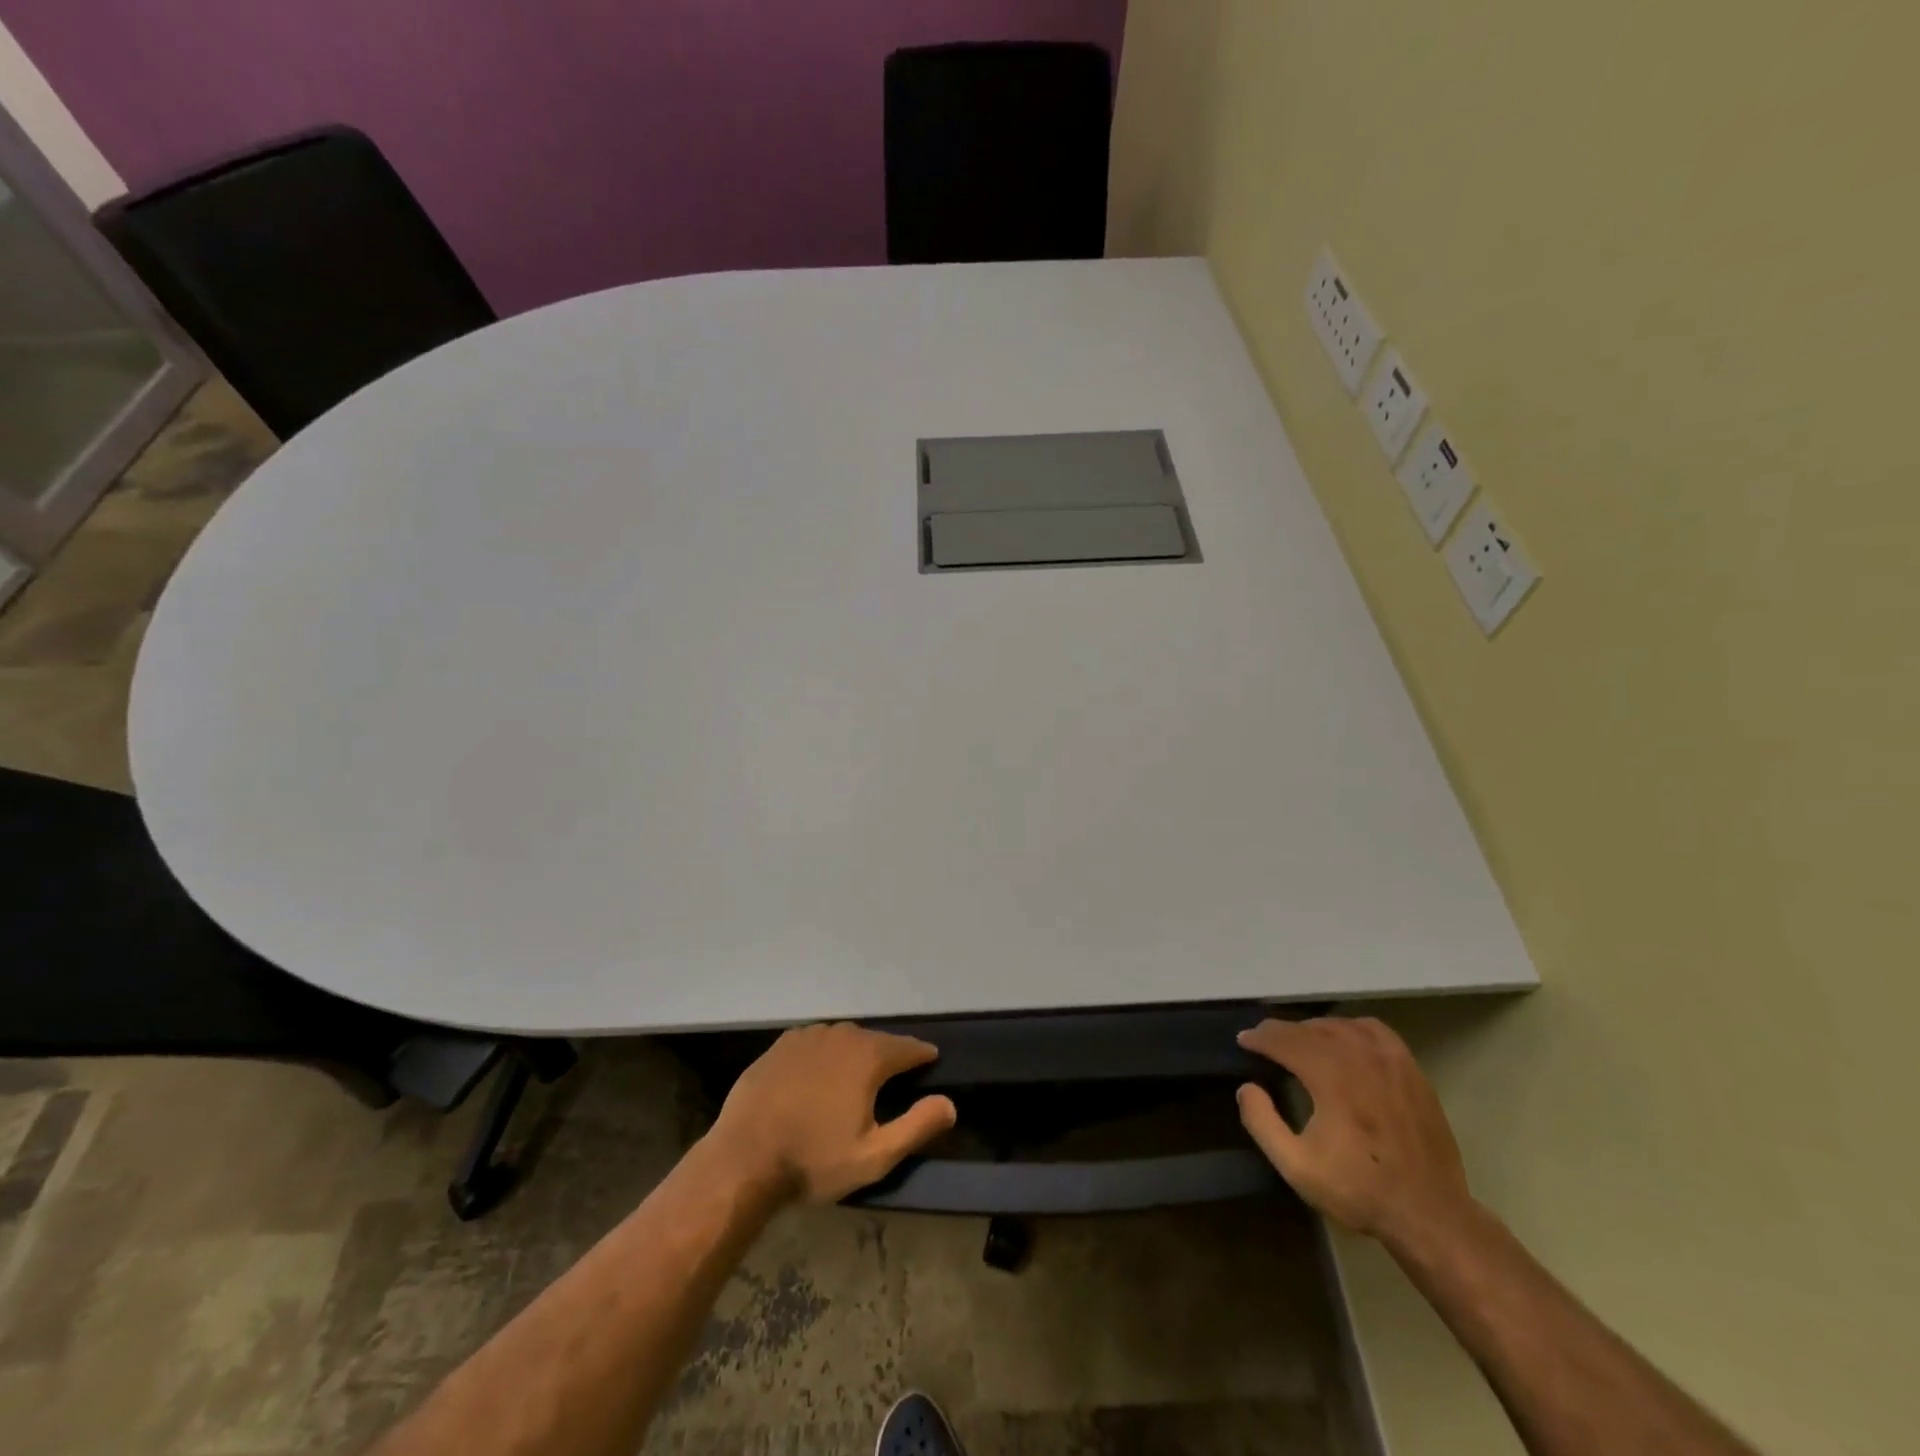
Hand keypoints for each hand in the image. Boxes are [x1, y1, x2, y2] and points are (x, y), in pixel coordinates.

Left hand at [706, 1023, 958, 1204]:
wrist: (743, 1159)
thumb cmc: (813, 1160)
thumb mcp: (874, 1156)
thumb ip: (917, 1126)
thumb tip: (950, 1103)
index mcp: (868, 1057)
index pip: (907, 1048)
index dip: (922, 1056)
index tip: (930, 1062)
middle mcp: (841, 1036)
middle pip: (875, 1040)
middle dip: (887, 1055)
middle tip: (892, 1077)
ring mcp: (807, 1037)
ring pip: (843, 1038)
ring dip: (854, 1052)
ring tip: (856, 1076)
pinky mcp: (780, 1046)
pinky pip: (813, 1042)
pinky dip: (824, 1054)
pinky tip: (819, 1074)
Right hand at [1236, 1017, 1472, 1247]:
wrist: (1430, 1215)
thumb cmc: (1359, 1190)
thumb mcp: (1297, 1167)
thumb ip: (1262, 1123)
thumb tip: (1247, 1087)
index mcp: (1331, 1077)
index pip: (1284, 1040)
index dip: (1259, 1037)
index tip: (1244, 1041)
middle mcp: (1359, 1057)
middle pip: (1310, 1029)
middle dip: (1282, 1031)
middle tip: (1265, 1040)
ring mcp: (1390, 1060)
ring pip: (1341, 1025)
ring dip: (1314, 1028)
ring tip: (1300, 1042)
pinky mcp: (1412, 1070)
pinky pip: (1375, 1031)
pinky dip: (1352, 1028)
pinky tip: (1345, 1041)